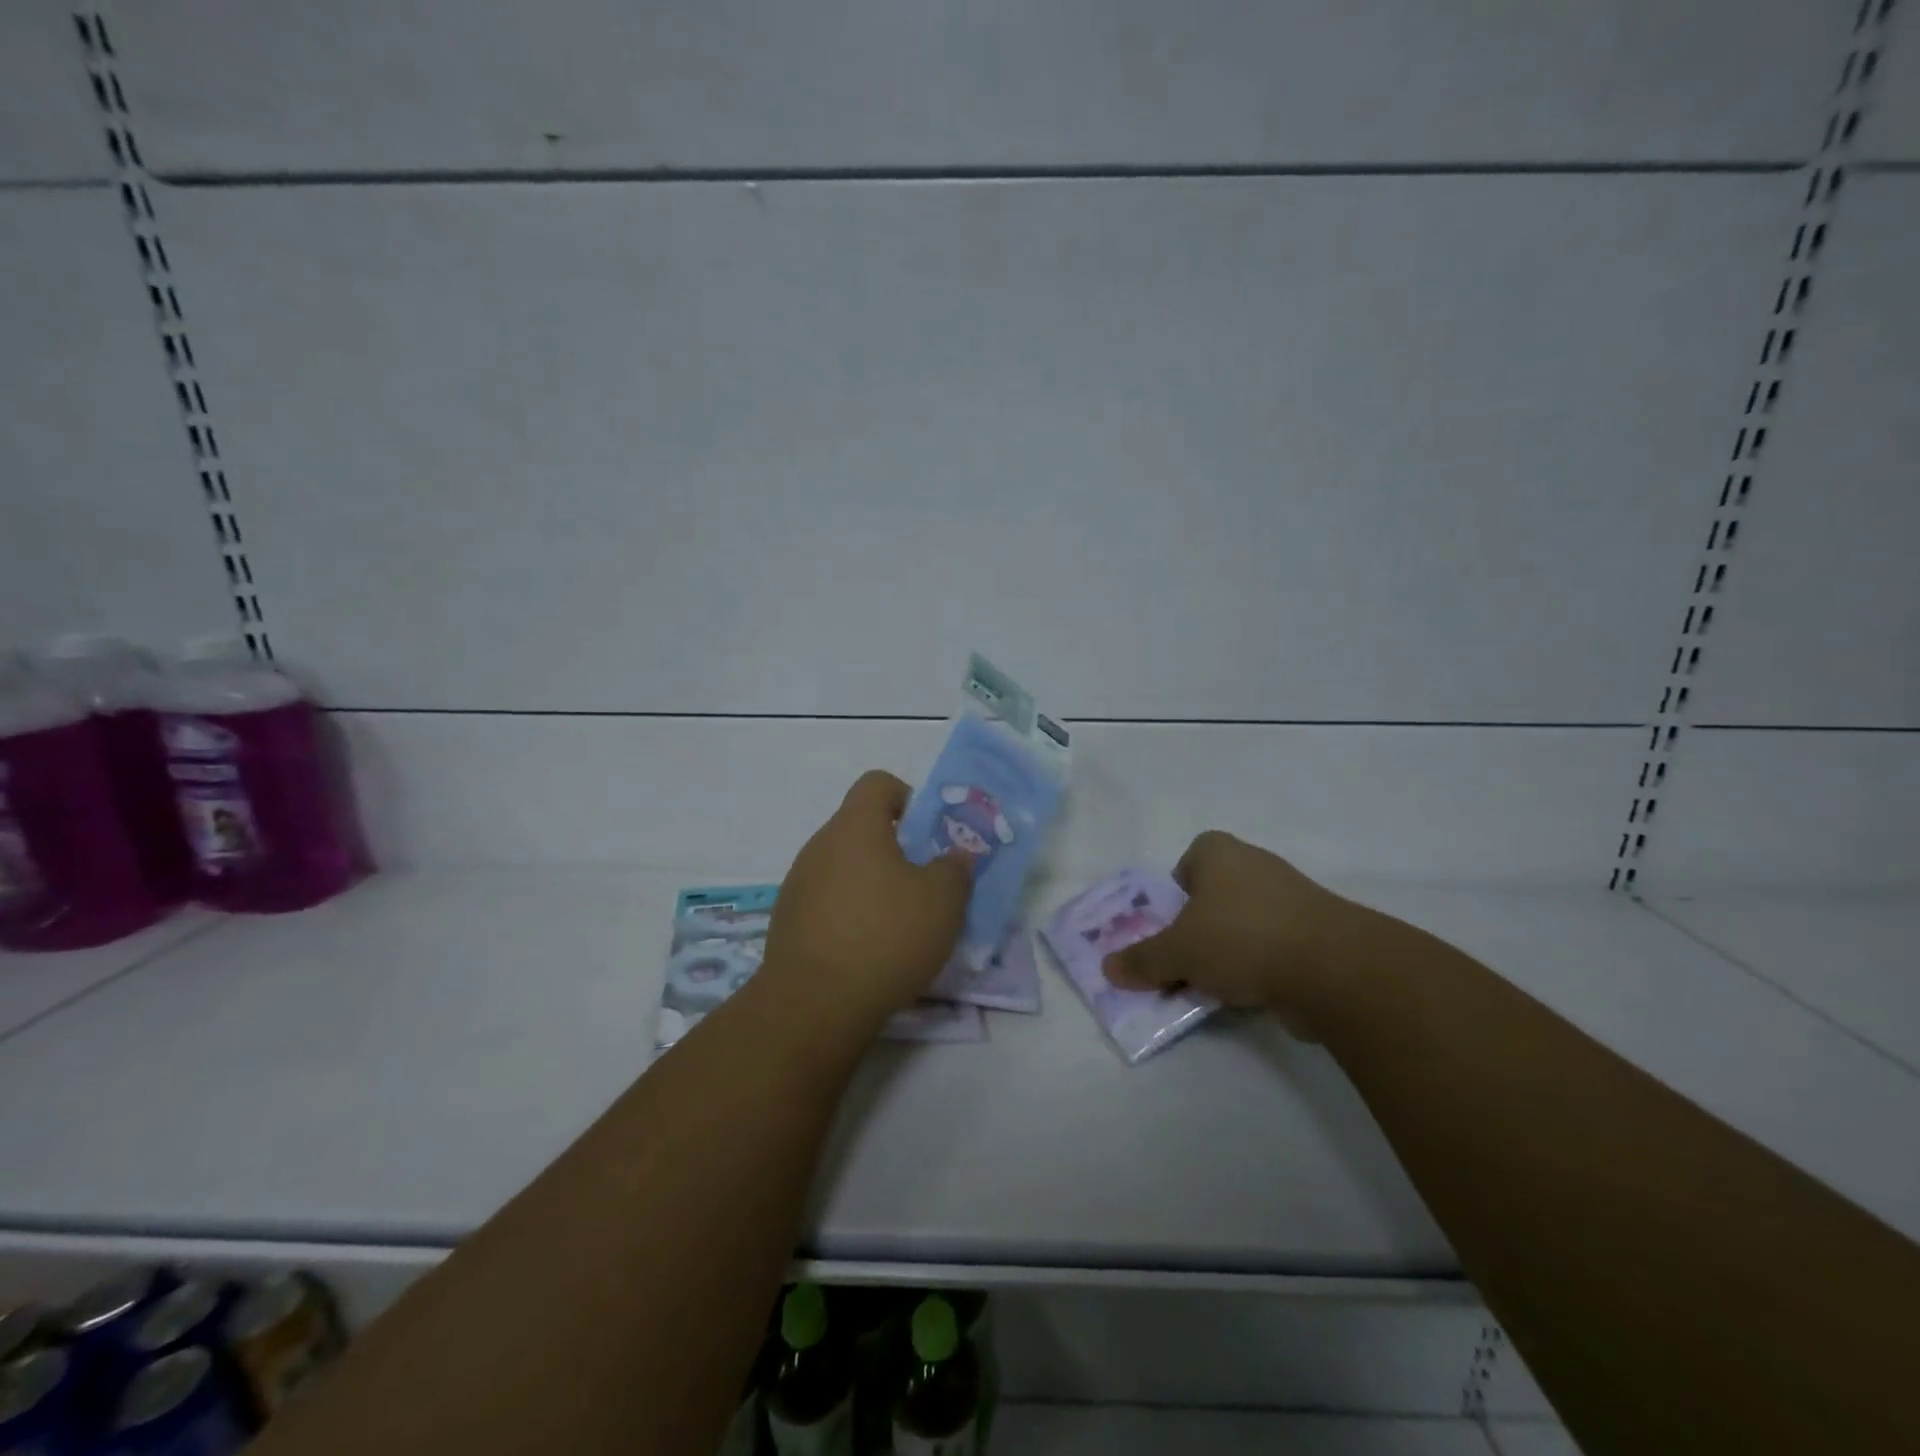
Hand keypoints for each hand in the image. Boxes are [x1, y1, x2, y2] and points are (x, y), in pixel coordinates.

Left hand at [760, 771, 971, 1033]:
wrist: (814, 1005)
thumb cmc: (885, 937)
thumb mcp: (943, 901)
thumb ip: (955, 868)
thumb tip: (955, 856)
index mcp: (855, 826)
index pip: (878, 783)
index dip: (907, 797)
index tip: (926, 834)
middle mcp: (820, 845)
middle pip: (860, 827)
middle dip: (895, 848)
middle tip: (922, 883)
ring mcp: (798, 883)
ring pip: (844, 866)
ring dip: (871, 883)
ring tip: (897, 923)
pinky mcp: (787, 921)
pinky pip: (826, 900)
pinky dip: (849, 912)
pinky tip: (867, 950)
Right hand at [1102, 831, 1355, 1035]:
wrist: (1332, 969)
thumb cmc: (1240, 939)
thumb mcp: (1177, 952)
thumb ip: (1142, 959)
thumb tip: (1108, 968)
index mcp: (1219, 853)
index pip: (1190, 859)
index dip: (1176, 890)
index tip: (1171, 923)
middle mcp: (1256, 866)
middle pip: (1215, 895)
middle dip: (1198, 927)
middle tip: (1183, 959)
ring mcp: (1292, 898)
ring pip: (1244, 923)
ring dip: (1228, 951)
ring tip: (1213, 985)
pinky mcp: (1317, 932)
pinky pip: (1273, 946)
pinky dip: (1260, 967)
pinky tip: (1250, 994)